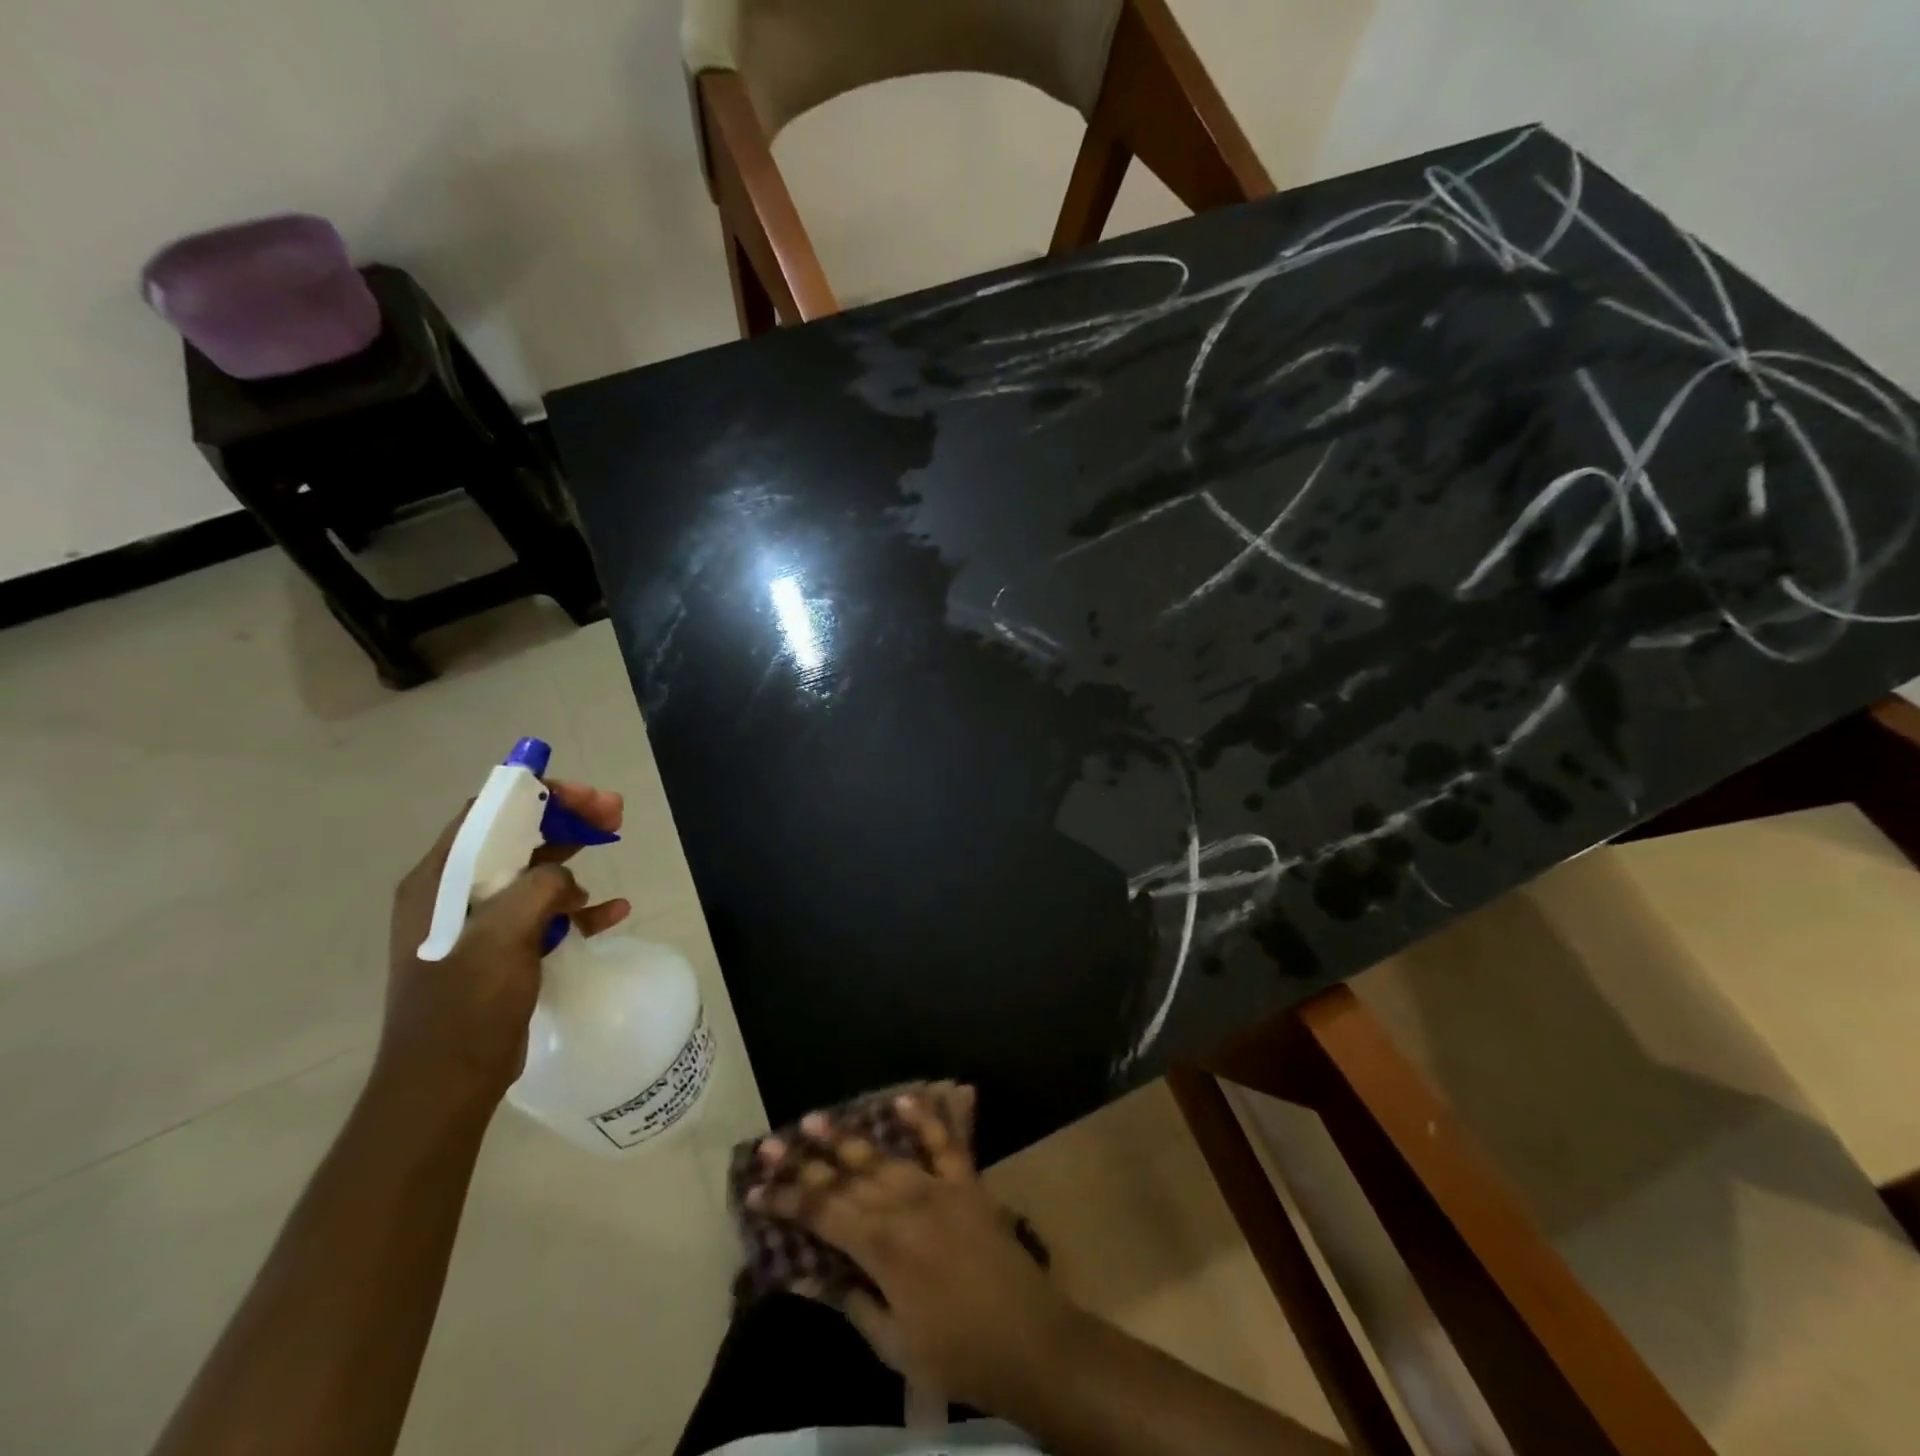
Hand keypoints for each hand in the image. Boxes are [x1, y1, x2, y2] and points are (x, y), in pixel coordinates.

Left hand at [378, 782, 630, 1108]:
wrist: (446, 1081)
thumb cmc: (467, 1003)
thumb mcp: (504, 933)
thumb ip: (540, 886)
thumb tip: (565, 881)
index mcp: (439, 880)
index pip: (489, 813)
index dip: (538, 794)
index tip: (586, 796)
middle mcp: (453, 894)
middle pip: (515, 837)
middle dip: (565, 819)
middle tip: (613, 812)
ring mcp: (477, 924)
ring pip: (532, 872)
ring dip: (574, 855)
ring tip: (616, 842)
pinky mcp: (499, 951)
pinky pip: (543, 914)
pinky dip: (578, 907)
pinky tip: (614, 910)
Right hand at [750, 1086, 1081, 1409]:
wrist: (1029, 1340)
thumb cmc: (957, 1353)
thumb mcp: (894, 1346)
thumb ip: (854, 1303)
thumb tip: (815, 1277)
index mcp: (882, 1247)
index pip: (823, 1214)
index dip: (786, 1201)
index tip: (754, 1190)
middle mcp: (905, 1206)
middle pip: (846, 1178)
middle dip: (805, 1162)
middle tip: (771, 1144)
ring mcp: (938, 1188)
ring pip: (885, 1156)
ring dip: (849, 1137)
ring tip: (817, 1119)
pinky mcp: (967, 1183)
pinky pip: (945, 1143)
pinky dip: (925, 1118)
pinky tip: (904, 1098)